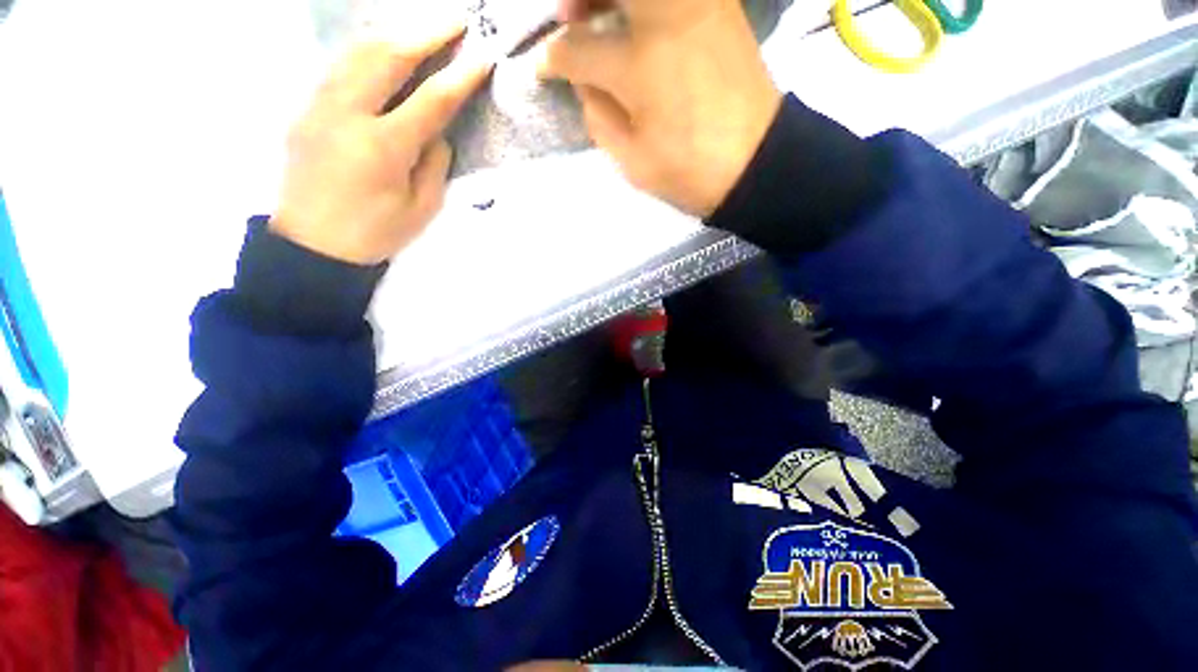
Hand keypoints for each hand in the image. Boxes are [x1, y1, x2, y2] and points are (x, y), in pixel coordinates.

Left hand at [271, 27, 492, 264]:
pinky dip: (367, 49)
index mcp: (383, 147)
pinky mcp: (306, 108)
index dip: (460, 77)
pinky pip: (340, 66)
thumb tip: (438, 131)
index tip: (483, 58)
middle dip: (426, 33)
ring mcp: (319, 106)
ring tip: (424, 28)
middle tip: (457, 22)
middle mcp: (347, 114)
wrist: (313, 246)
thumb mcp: (421, 207)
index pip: (431, 100)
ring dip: (395, 33)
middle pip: (387, 56)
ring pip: (357, 51)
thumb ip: (433, 163)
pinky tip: (385, 47)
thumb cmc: (375, 233)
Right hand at [540, 0, 781, 216]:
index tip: (545, 68)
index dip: (552, 60)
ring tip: (601, 11)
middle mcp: (666, 17)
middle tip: (569, 17)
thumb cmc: (689, 171)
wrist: (754, 162)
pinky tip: (639, 16)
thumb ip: (598, 116)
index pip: (576, 49)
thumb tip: (584, 82)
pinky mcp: (720, 5)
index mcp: (639, 65)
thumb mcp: (632, 160)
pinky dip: (647, 3)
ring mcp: (698, 4)